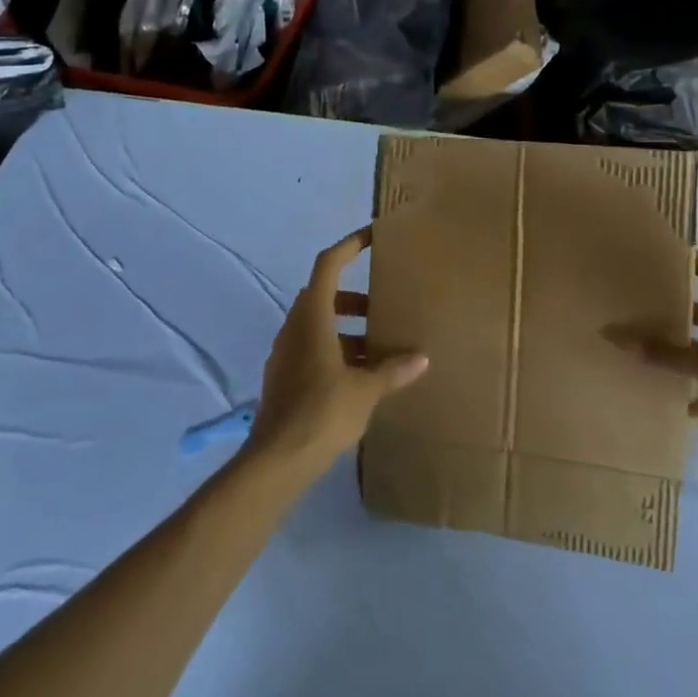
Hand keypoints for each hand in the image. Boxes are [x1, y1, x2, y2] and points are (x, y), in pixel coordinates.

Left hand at [250, 226, 428, 475]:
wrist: (277, 459)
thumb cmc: (323, 411)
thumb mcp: (365, 390)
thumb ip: (392, 370)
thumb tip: (421, 358)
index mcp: (312, 317)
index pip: (328, 265)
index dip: (349, 246)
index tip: (371, 236)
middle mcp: (294, 327)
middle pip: (324, 295)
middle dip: (354, 298)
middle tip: (383, 307)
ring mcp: (285, 352)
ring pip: (318, 325)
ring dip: (347, 328)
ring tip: (379, 348)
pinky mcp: (283, 377)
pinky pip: (312, 348)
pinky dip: (335, 350)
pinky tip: (359, 375)